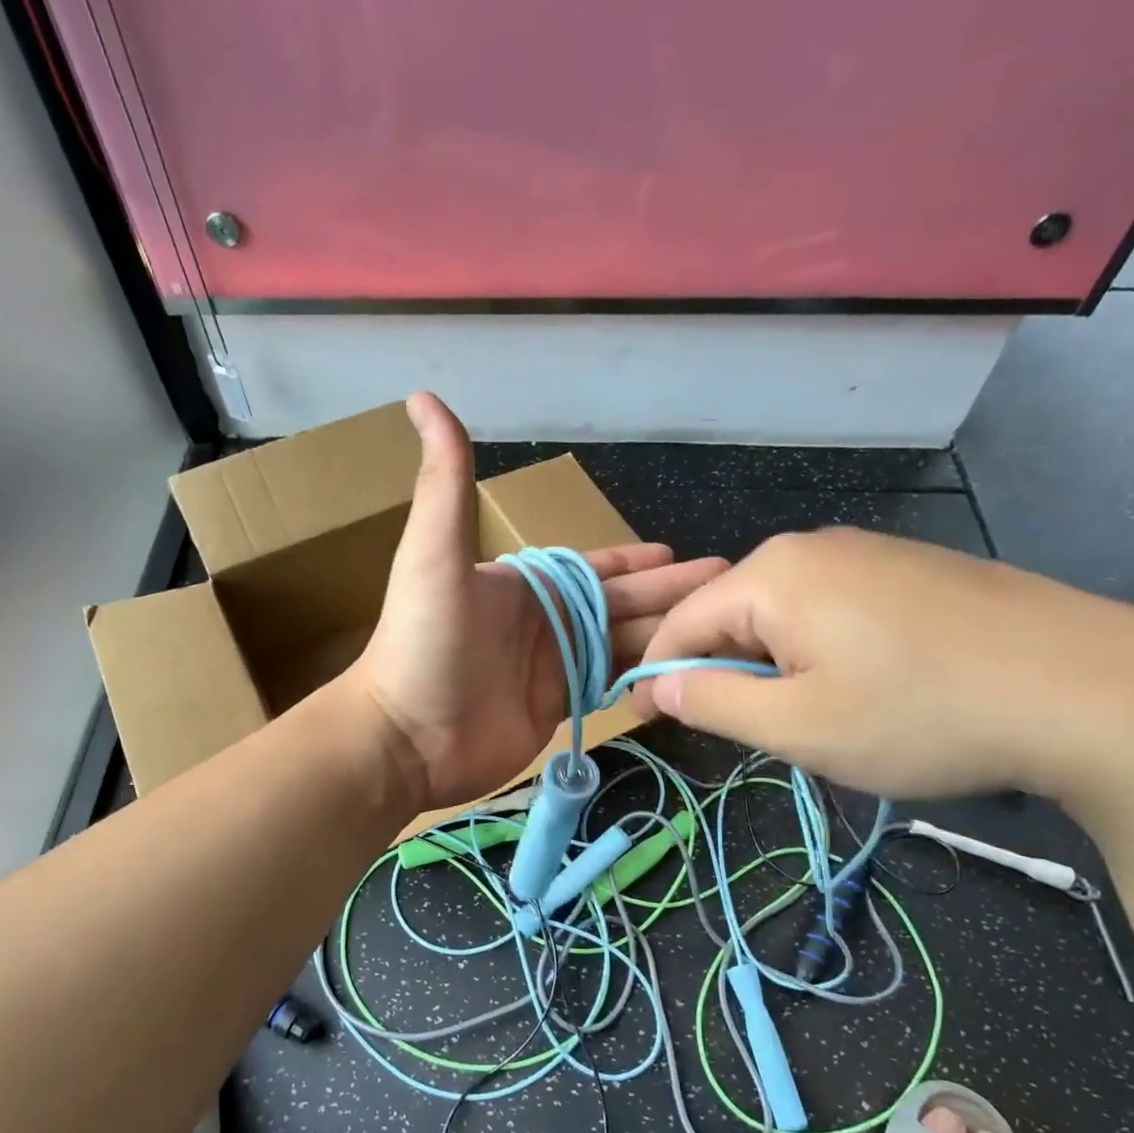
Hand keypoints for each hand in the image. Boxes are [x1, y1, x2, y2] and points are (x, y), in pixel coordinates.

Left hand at [349, 393, 726, 810]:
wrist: (405, 735)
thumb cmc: (423, 641)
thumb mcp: (434, 553)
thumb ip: (445, 481)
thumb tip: (423, 396)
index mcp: (525, 584)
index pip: (595, 568)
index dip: (635, 562)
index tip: (681, 554)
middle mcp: (544, 622)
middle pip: (621, 604)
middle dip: (671, 595)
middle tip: (727, 587)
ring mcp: (551, 668)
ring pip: (622, 644)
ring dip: (667, 634)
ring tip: (721, 630)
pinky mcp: (556, 709)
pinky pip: (609, 685)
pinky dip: (642, 676)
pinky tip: (678, 671)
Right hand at [637, 527, 1133, 800]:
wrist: (1097, 691)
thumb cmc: (922, 715)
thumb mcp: (798, 727)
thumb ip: (713, 703)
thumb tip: (658, 687)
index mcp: (772, 575)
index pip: (682, 623)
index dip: (657, 675)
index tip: (647, 721)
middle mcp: (813, 548)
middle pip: (733, 614)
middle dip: (724, 672)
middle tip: (750, 733)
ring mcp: (870, 553)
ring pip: (785, 614)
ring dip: (775, 667)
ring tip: (814, 719)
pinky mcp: (913, 571)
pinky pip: (834, 609)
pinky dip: (821, 652)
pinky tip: (867, 690)